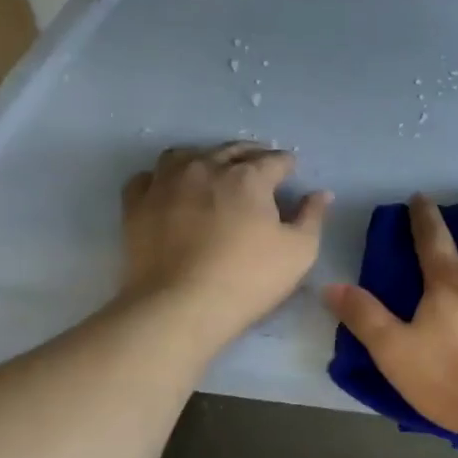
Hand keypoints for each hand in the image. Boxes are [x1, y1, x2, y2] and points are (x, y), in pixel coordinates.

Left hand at [120, 144, 331, 343]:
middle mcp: (206, 167)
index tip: (291, 172)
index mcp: (248, 176)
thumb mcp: (299, 252)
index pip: (275, 160)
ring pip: (187, 154)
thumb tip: (321, 194)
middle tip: (259, 168)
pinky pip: (149, 177)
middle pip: (232, 150)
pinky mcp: (136, 203)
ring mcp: (166, 182)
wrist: (179, 307)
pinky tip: (170, 191)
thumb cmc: (248, 279)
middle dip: (251, 155)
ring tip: (213, 172)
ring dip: (205, 158)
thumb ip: (312, 217)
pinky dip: (163, 179)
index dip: (287, 165)